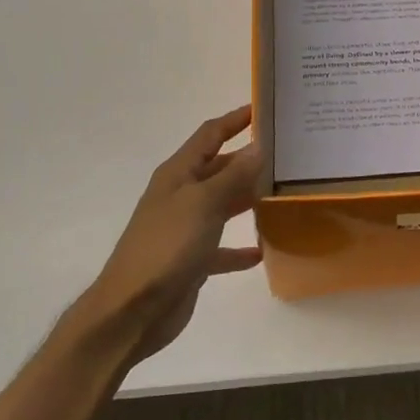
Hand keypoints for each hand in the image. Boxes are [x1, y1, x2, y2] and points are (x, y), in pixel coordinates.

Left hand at [68, 105, 263, 365]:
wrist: (132, 310)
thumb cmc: (166, 247)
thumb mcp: (203, 204)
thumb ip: (233, 176)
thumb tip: (258, 146)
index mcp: (178, 175)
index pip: (209, 135)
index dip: (235, 120)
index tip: (264, 109)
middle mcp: (180, 196)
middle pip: (218, 168)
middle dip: (248, 159)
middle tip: (286, 154)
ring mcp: (184, 229)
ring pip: (222, 205)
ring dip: (247, 199)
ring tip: (283, 193)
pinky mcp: (191, 260)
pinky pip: (221, 248)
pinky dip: (239, 248)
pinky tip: (261, 251)